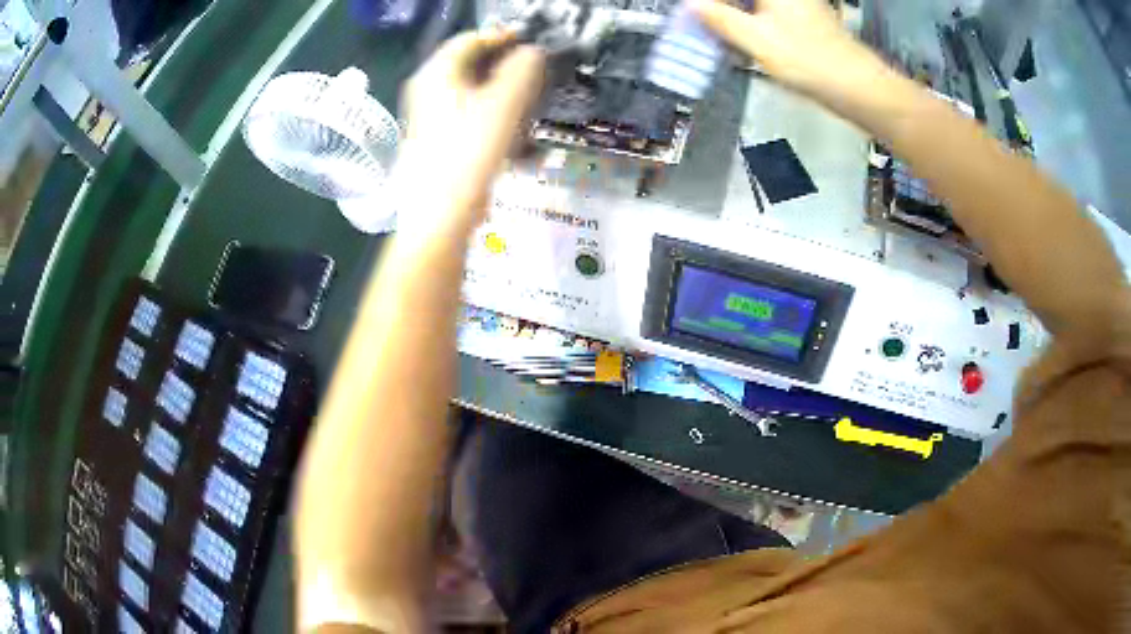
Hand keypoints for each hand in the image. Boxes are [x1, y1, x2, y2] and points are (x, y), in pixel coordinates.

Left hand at [395, 31, 544, 235]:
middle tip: (533, 73)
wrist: (440, 213)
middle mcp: (426, 89)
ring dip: (499, 90)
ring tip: (527, 101)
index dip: (503, 38)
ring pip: (469, 90)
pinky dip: (489, 112)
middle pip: (469, 64)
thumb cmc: (471, 151)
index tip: (532, 45)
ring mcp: (428, 115)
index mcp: (437, 73)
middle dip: (503, 65)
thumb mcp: (505, 103)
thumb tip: (532, 53)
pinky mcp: (435, 139)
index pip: (471, 39)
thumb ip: (523, 69)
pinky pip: (466, 113)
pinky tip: (510, 129)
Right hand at [691, 0, 876, 93]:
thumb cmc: (806, 60)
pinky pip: (770, 12)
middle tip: (705, 22)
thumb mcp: (755, 39)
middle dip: (723, 9)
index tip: (694, 12)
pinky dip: (753, 21)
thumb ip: (720, 18)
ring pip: (757, 5)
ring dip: (736, 15)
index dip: (710, 3)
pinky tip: (746, 38)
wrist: (857, 86)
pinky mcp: (806, 18)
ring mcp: (799, 3)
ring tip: (721, 33)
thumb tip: (691, 5)